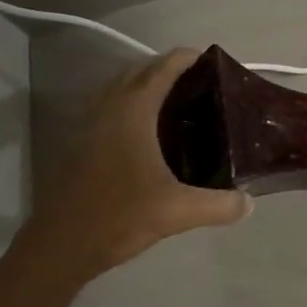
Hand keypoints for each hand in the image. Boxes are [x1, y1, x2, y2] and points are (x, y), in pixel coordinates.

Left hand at [9, 49, 251, 293]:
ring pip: (119, 87)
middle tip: (202, 84)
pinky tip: (147, 133)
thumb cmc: (117, 217)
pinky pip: (108, 107)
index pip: (163, 67)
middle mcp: (108, 108)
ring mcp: (88, 124)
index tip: (214, 62)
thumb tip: (249, 203)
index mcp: (133, 111)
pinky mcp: (78, 143)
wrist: (57, 249)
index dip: (189, 58)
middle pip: (140, 70)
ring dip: (146, 84)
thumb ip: (218, 205)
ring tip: (177, 103)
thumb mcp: (176, 212)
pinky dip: (129, 104)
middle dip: (169, 69)